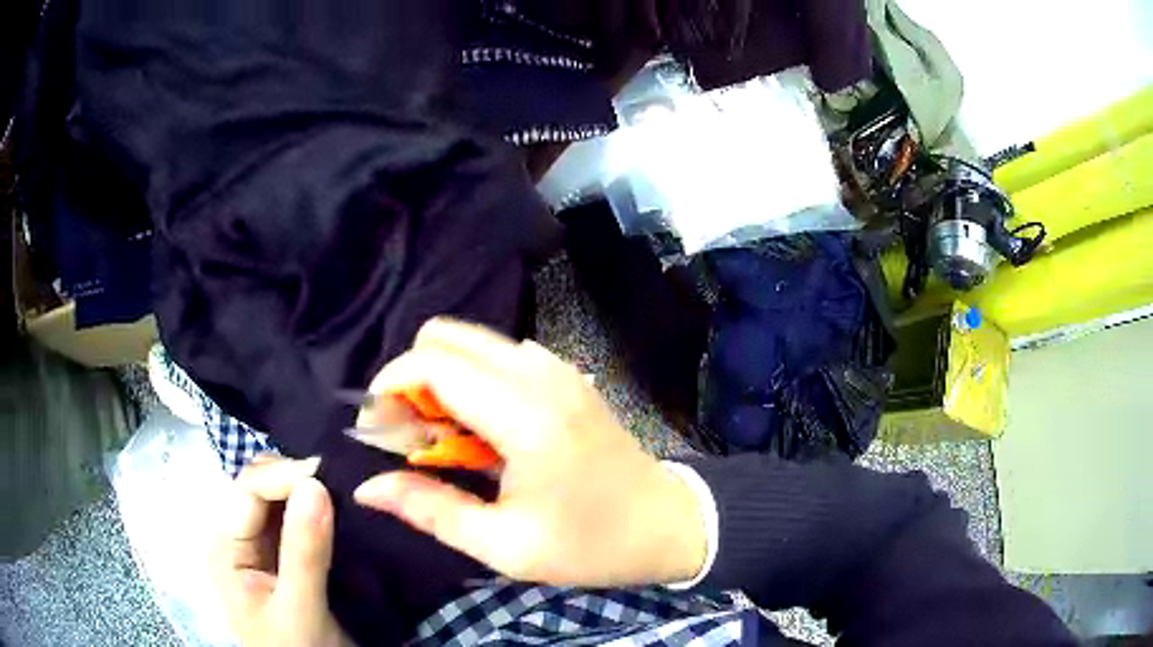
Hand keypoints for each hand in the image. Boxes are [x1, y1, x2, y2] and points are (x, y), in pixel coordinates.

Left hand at [211, 456, 351, 646]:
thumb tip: (316, 484)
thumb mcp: (300, 609)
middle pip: (261, 486)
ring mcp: (260, 547)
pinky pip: (297, 520)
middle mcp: (237, 539)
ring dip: (310, 493)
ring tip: (346, 494)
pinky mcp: (283, 556)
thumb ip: (305, 552)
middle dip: (297, 480)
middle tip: (342, 485)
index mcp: (225, 548)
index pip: (248, 489)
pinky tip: (341, 512)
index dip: (286, 476)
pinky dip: (318, 511)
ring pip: (280, 500)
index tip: (331, 475)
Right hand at [354, 318, 706, 587]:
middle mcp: (540, 375)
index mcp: (525, 417)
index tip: (378, 428)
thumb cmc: (590, 544)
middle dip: (412, 379)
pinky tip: (481, 431)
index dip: (389, 386)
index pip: (433, 364)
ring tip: (443, 440)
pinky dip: (471, 381)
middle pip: (446, 336)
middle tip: (411, 436)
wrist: (668, 524)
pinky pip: (499, 356)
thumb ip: (430, 509)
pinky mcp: (566, 375)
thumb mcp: (505, 545)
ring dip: (441, 380)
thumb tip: (368, 487)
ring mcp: (558, 369)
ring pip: (471, 342)